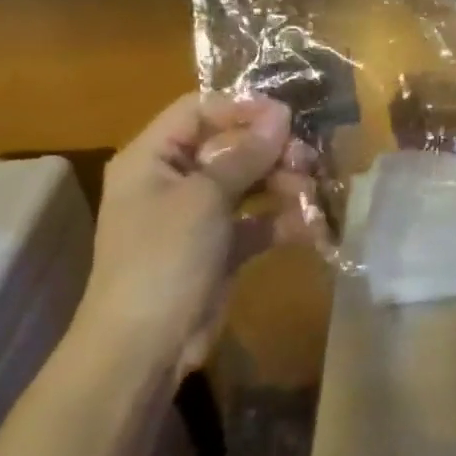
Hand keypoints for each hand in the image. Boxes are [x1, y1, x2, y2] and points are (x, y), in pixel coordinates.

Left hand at [78, 92, 318, 380]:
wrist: (144, 347)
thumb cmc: (164, 258)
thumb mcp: (205, 198)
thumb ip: (246, 154)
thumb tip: (281, 114)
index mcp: (152, 158)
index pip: (198, 111)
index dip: (242, 107)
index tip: (287, 116)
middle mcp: (174, 180)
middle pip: (230, 145)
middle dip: (271, 150)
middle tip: (307, 159)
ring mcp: (198, 216)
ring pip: (249, 182)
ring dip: (283, 183)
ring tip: (310, 192)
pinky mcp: (220, 247)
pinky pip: (256, 221)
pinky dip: (282, 220)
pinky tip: (311, 225)